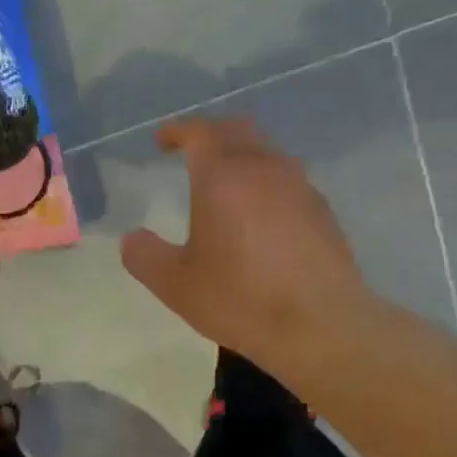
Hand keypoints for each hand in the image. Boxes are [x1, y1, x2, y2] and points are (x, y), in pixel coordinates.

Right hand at [120, 118, 369, 365]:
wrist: (321, 326)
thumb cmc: (240, 298)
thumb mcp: (174, 284)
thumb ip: (145, 256)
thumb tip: (133, 239)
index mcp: (223, 176)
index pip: (199, 132)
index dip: (177, 130)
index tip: (161, 140)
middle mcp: (264, 169)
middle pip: (237, 131)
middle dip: (211, 134)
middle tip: (191, 152)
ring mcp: (300, 187)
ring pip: (267, 153)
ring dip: (241, 156)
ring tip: (225, 183)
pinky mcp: (322, 211)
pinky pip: (288, 180)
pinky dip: (266, 183)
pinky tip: (259, 215)